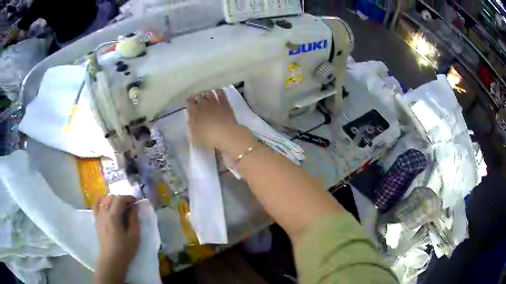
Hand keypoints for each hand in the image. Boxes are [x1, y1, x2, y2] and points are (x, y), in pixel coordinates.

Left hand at [93, 195, 139, 282]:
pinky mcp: (96, 220)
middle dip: (122, 198)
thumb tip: (134, 206)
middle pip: (112, 198)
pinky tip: (103, 201)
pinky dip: (100, 201)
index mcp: (114, 216)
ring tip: (120, 206)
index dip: (129, 197)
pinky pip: (96, 206)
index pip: (120, 199)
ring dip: (113, 200)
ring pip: (104, 200)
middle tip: (130, 206)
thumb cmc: (125, 249)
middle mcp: (104, 213)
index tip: (136, 202)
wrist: (112, 259)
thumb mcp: (134, 235)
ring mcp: (99, 216)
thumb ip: (134, 219)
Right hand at [186, 88, 239, 149]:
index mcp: (194, 113)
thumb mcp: (195, 137)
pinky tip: (217, 90)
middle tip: (195, 96)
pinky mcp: (225, 103)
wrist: (226, 134)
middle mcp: (203, 105)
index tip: (188, 103)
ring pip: (208, 93)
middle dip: (195, 96)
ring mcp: (214, 102)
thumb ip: (190, 128)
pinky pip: (220, 93)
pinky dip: (218, 90)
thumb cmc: (208, 138)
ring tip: (205, 93)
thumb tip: (189, 122)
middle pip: (198, 96)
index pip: (188, 104)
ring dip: (206, 92)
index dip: (188, 103)